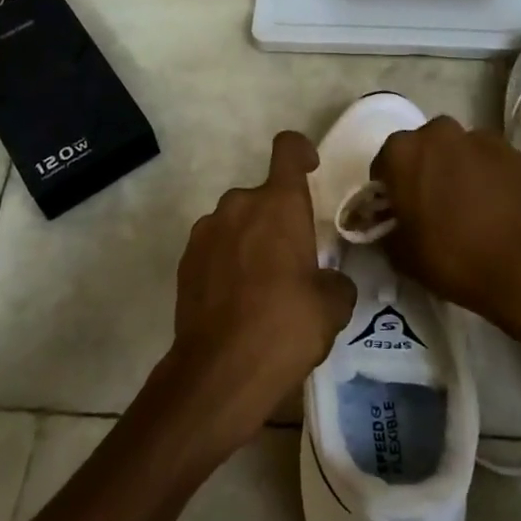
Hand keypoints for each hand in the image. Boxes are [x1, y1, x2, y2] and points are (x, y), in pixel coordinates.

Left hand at [172, 131, 356, 435]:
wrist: (219, 371)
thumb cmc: (285, 326)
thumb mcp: (333, 305)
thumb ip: (335, 280)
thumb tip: (328, 282)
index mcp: (278, 204)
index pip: (288, 149)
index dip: (301, 150)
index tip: (311, 167)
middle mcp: (239, 204)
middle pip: (263, 196)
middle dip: (278, 219)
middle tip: (293, 261)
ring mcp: (206, 231)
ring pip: (237, 222)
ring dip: (251, 241)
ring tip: (262, 287)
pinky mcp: (185, 260)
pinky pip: (215, 247)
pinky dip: (227, 262)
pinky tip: (236, 302)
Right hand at [372, 116, 520, 320]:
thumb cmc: (452, 257)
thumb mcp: (401, 254)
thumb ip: (387, 230)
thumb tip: (389, 224)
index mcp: (401, 152)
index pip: (385, 165)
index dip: (390, 190)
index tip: (400, 212)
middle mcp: (437, 132)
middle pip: (424, 149)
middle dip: (425, 170)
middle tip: (434, 206)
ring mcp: (478, 137)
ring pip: (458, 150)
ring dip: (458, 168)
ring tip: (470, 205)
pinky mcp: (512, 150)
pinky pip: (489, 159)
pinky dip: (488, 174)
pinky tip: (496, 204)